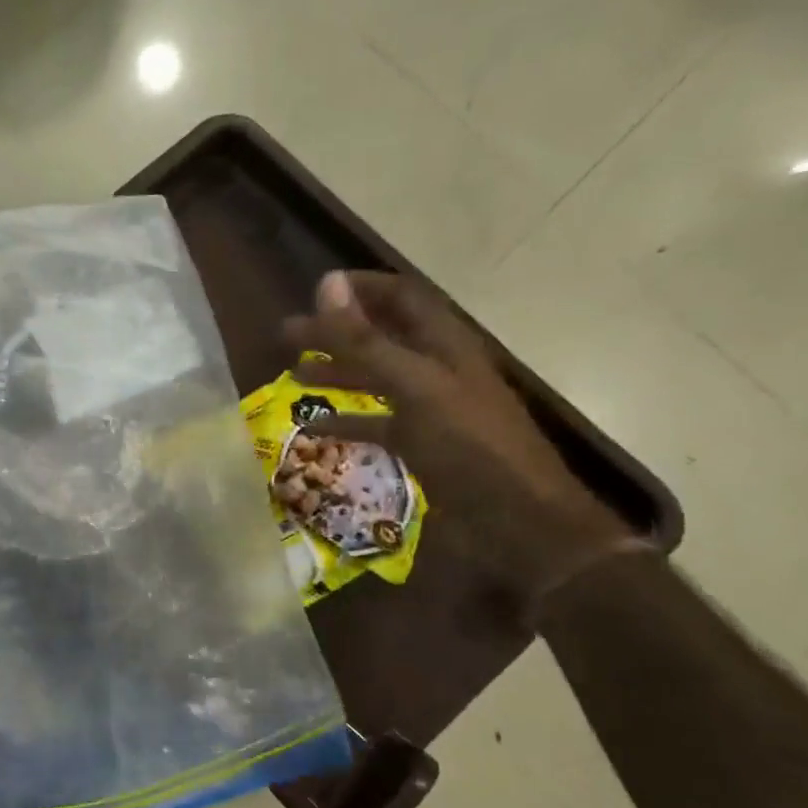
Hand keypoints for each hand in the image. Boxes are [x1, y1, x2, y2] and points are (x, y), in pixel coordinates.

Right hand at [285, 271, 635, 603]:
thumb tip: (327, 285)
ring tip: (294, 376)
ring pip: (377, 380)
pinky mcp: (424, 446)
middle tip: (288, 338)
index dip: (361, 289)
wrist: (519, 522)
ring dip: (338, 373)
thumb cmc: (469, 446)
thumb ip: (367, 341)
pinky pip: (378, 424)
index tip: (314, 292)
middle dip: (336, 333)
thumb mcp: (414, 387)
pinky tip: (317, 427)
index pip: (401, 297)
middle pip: (382, 337)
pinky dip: (347, 421)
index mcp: (445, 345)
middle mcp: (438, 369)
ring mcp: (431, 410)